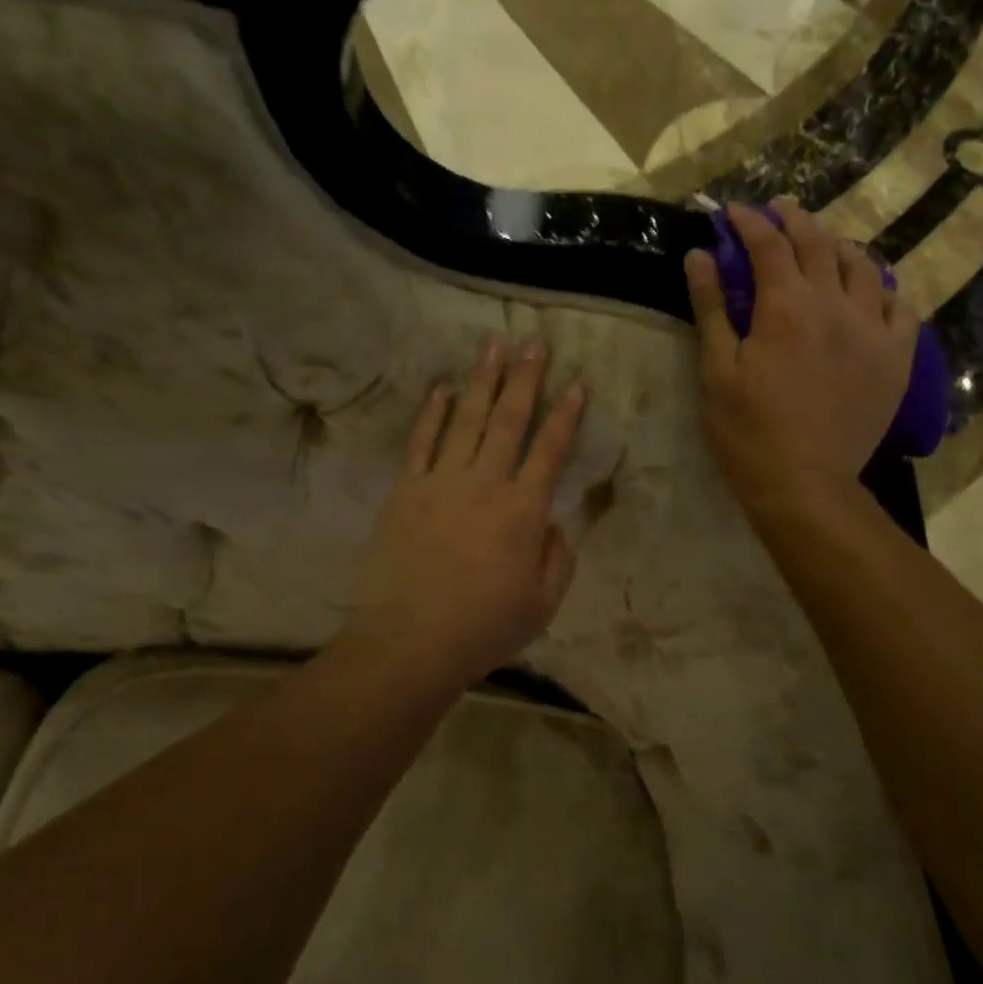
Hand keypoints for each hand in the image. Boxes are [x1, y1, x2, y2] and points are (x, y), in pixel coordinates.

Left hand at [344, 334, 584, 695]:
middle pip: (509, 421)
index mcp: (523, 511)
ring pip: (467, 421)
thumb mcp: (543, 603)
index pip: (550, 451)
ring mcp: (440, 483)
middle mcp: (485, 484)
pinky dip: (432, 413)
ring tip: (492, 345)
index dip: (566, 415)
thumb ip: (558, 557)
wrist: (409, 642)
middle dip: (525, 379)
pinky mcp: (405, 492)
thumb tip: (554, 522)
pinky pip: (421, 443)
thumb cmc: (484, 628)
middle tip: (533, 341)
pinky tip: (441, 388)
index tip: (577, 383)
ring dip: (481, 381)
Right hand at [684, 200, 915, 512]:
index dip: (749, 222)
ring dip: (839, 247)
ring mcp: (873, 330)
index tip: (732, 212)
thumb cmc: (749, 432)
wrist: (805, 484)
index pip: (768, 245)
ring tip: (824, 246)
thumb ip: (711, 308)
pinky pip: (901, 307)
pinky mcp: (896, 358)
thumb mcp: (717, 371)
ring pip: (864, 267)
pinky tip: (871, 295)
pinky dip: (883, 291)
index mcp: (786, 306)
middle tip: (778, 211)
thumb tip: (699, 256)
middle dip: (794, 220)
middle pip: (818, 243)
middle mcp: (835, 305)